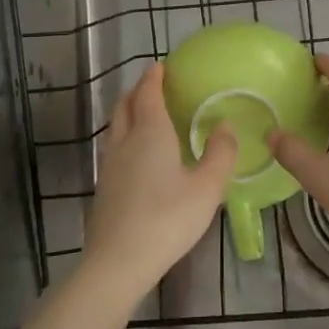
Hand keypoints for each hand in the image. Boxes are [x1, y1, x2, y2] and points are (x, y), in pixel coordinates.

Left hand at [83, 63, 236, 299]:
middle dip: (138, 90)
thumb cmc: (167, 220)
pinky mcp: (103, 186)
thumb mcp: (207, 188)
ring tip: (146, 115)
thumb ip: (220, 154)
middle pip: (125, 104)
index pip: (147, 93)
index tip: (162, 66)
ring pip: (115, 125)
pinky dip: (125, 135)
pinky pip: (113, 146)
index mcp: (149, 133)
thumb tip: (225, 126)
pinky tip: (138, 154)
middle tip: (155, 86)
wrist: (118, 262)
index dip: (154, 77)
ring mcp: (109, 164)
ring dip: (129, 112)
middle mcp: (124, 141)